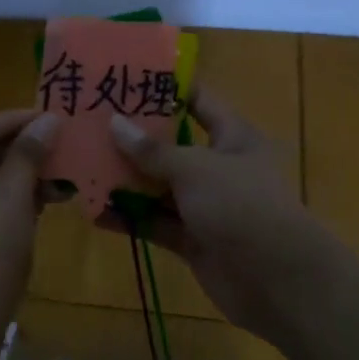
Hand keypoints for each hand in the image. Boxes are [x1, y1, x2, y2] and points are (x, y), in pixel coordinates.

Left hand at [0, 108, 58, 334]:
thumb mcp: (11, 196)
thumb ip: (28, 153)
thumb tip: (48, 119)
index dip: (16, 121)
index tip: (53, 118)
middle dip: (18, 153)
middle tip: (57, 148)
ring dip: (14, 180)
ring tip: (56, 179)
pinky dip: (1, 204)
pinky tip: (37, 206)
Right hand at [107, 88, 330, 342]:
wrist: (277, 280)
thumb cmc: (241, 205)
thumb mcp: (196, 169)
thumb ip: (153, 150)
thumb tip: (114, 123)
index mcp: (232, 137)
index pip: (198, 102)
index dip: (166, 89)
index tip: (126, 79)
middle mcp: (218, 168)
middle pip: (170, 147)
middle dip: (133, 139)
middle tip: (88, 124)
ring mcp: (204, 206)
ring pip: (158, 188)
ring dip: (125, 181)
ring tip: (82, 166)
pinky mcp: (192, 240)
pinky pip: (156, 224)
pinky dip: (130, 219)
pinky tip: (95, 213)